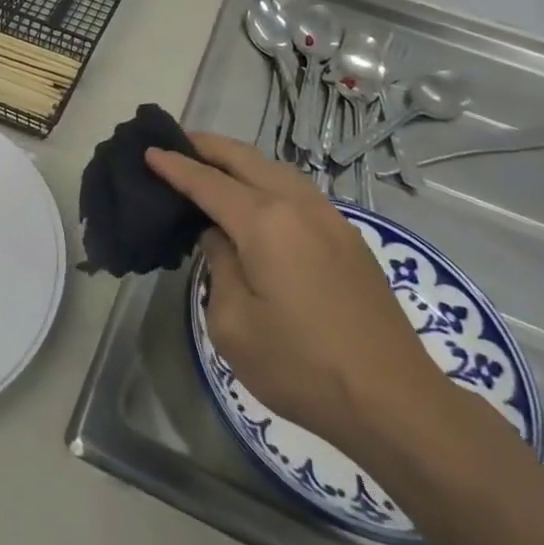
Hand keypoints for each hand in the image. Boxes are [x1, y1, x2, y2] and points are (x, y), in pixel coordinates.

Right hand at [146, 135, 446, 459]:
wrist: (395, 402)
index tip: (148, 150)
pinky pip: (297, 189)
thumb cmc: (302, 367)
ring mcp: (330, 219)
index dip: (175, 166)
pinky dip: (266, 179)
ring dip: (240, 160)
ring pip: (276, 169)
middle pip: (245, 158)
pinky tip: (257, 198)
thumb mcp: (234, 324)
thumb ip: (219, 266)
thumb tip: (220, 237)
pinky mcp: (348, 238)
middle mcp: (298, 206)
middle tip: (176, 142)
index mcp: (265, 222)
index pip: (208, 182)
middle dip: (207, 146)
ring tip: (212, 165)